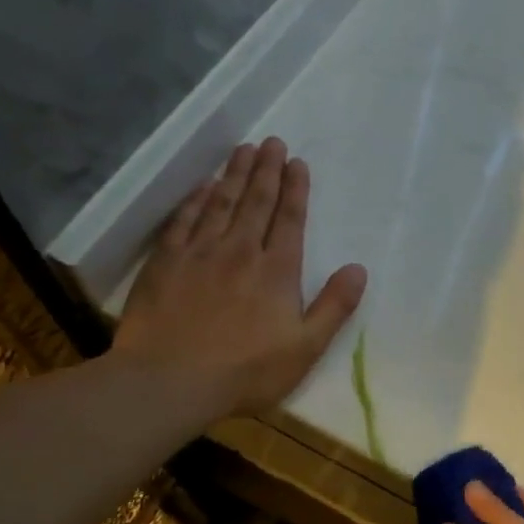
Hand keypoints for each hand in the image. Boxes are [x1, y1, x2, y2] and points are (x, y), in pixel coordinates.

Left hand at [113, 138, 366, 419]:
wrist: (169, 382)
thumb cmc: (246, 371)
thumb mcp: (305, 348)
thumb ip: (334, 306)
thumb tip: (358, 269)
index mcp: (277, 271)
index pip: (290, 219)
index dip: (295, 189)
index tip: (297, 162)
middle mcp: (240, 251)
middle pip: (256, 201)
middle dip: (267, 170)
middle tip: (272, 142)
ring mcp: (199, 254)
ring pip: (221, 203)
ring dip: (234, 174)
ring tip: (243, 149)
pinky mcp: (165, 263)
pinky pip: (184, 221)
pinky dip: (195, 200)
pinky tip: (203, 186)